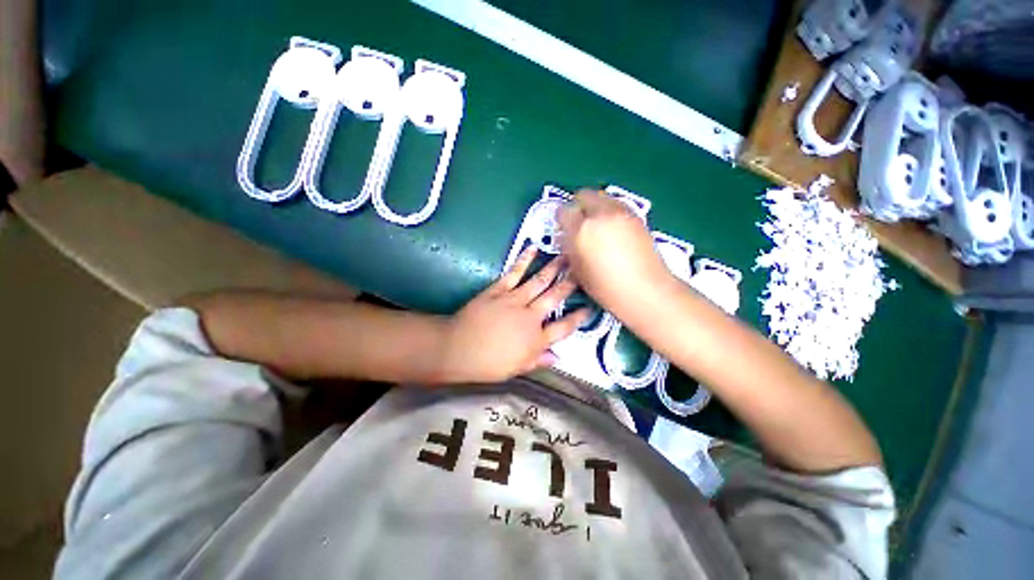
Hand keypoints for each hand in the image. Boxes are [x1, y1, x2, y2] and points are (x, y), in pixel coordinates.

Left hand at [439, 247, 588, 383]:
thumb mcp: (516, 369)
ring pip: (539, 281)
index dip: (578, 318)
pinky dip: (524, 259)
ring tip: (566, 256)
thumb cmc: (487, 363)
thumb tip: (558, 357)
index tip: (589, 308)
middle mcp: (530, 317)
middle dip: (570, 284)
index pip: (563, 327)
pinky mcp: (499, 290)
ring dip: (554, 268)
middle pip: (555, 297)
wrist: (459, 348)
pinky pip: (515, 273)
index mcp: (536, 340)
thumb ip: (538, 360)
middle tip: (582, 271)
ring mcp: (515, 300)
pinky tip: (534, 248)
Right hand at [556, 189, 672, 316]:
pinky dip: (610, 210)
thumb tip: (568, 236)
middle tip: (578, 222)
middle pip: (584, 195)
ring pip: (602, 196)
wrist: (645, 290)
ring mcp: (621, 213)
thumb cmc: (606, 286)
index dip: (561, 218)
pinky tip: (612, 228)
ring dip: (595, 206)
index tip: (562, 225)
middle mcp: (601, 214)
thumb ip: (570, 247)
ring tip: (596, 224)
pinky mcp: (637, 216)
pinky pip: (617, 204)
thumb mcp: (578, 269)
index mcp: (582, 230)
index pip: (564, 211)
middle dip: (577, 206)